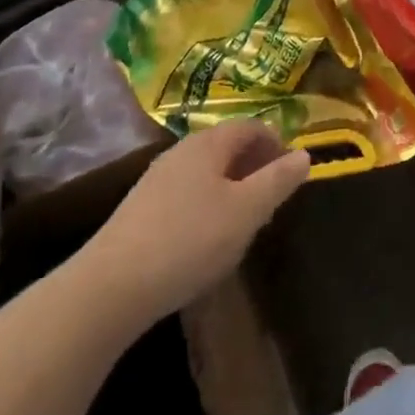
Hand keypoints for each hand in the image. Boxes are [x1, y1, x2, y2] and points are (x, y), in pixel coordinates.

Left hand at [74, 120, 309, 333]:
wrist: (109, 288)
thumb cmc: (189, 240)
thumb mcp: (247, 211)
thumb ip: (278, 181)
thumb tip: (305, 154)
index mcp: (209, 143)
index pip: (251, 127)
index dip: (276, 143)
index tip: (292, 172)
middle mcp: (181, 151)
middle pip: (227, 147)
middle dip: (254, 166)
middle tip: (272, 198)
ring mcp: (156, 180)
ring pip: (206, 172)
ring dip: (231, 187)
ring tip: (244, 220)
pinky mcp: (139, 210)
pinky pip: (186, 194)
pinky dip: (207, 205)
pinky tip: (207, 239)